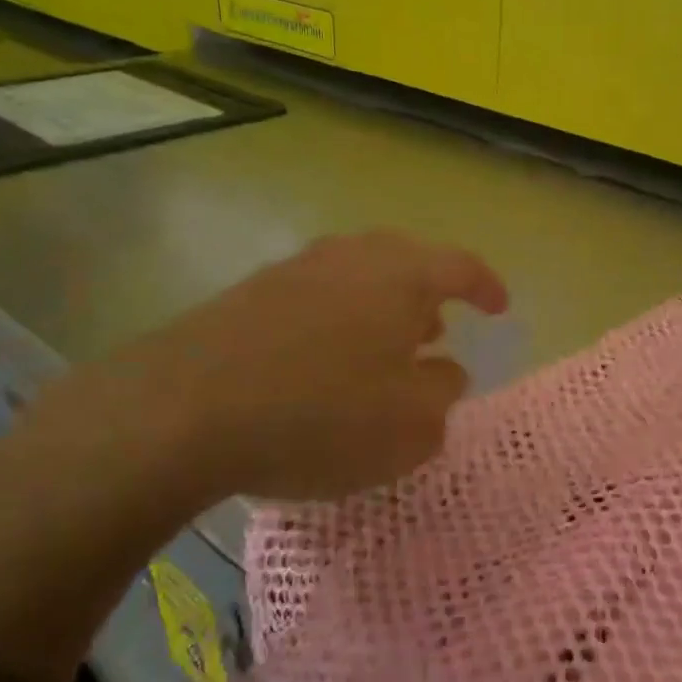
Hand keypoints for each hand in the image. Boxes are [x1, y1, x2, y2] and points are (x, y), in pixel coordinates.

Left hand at [0, 231, 508, 514]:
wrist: (180, 410)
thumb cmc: (320, 415)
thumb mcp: (410, 425)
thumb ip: (442, 393)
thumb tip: (445, 369)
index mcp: (400, 275)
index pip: (460, 266)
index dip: (487, 286)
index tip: (501, 309)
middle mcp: (349, 257)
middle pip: (404, 262)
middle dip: (428, 296)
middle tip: (437, 331)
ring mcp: (293, 271)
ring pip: (356, 278)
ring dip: (380, 309)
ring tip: (383, 350)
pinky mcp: (247, 296)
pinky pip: (314, 300)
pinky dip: (335, 324)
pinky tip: (323, 364)